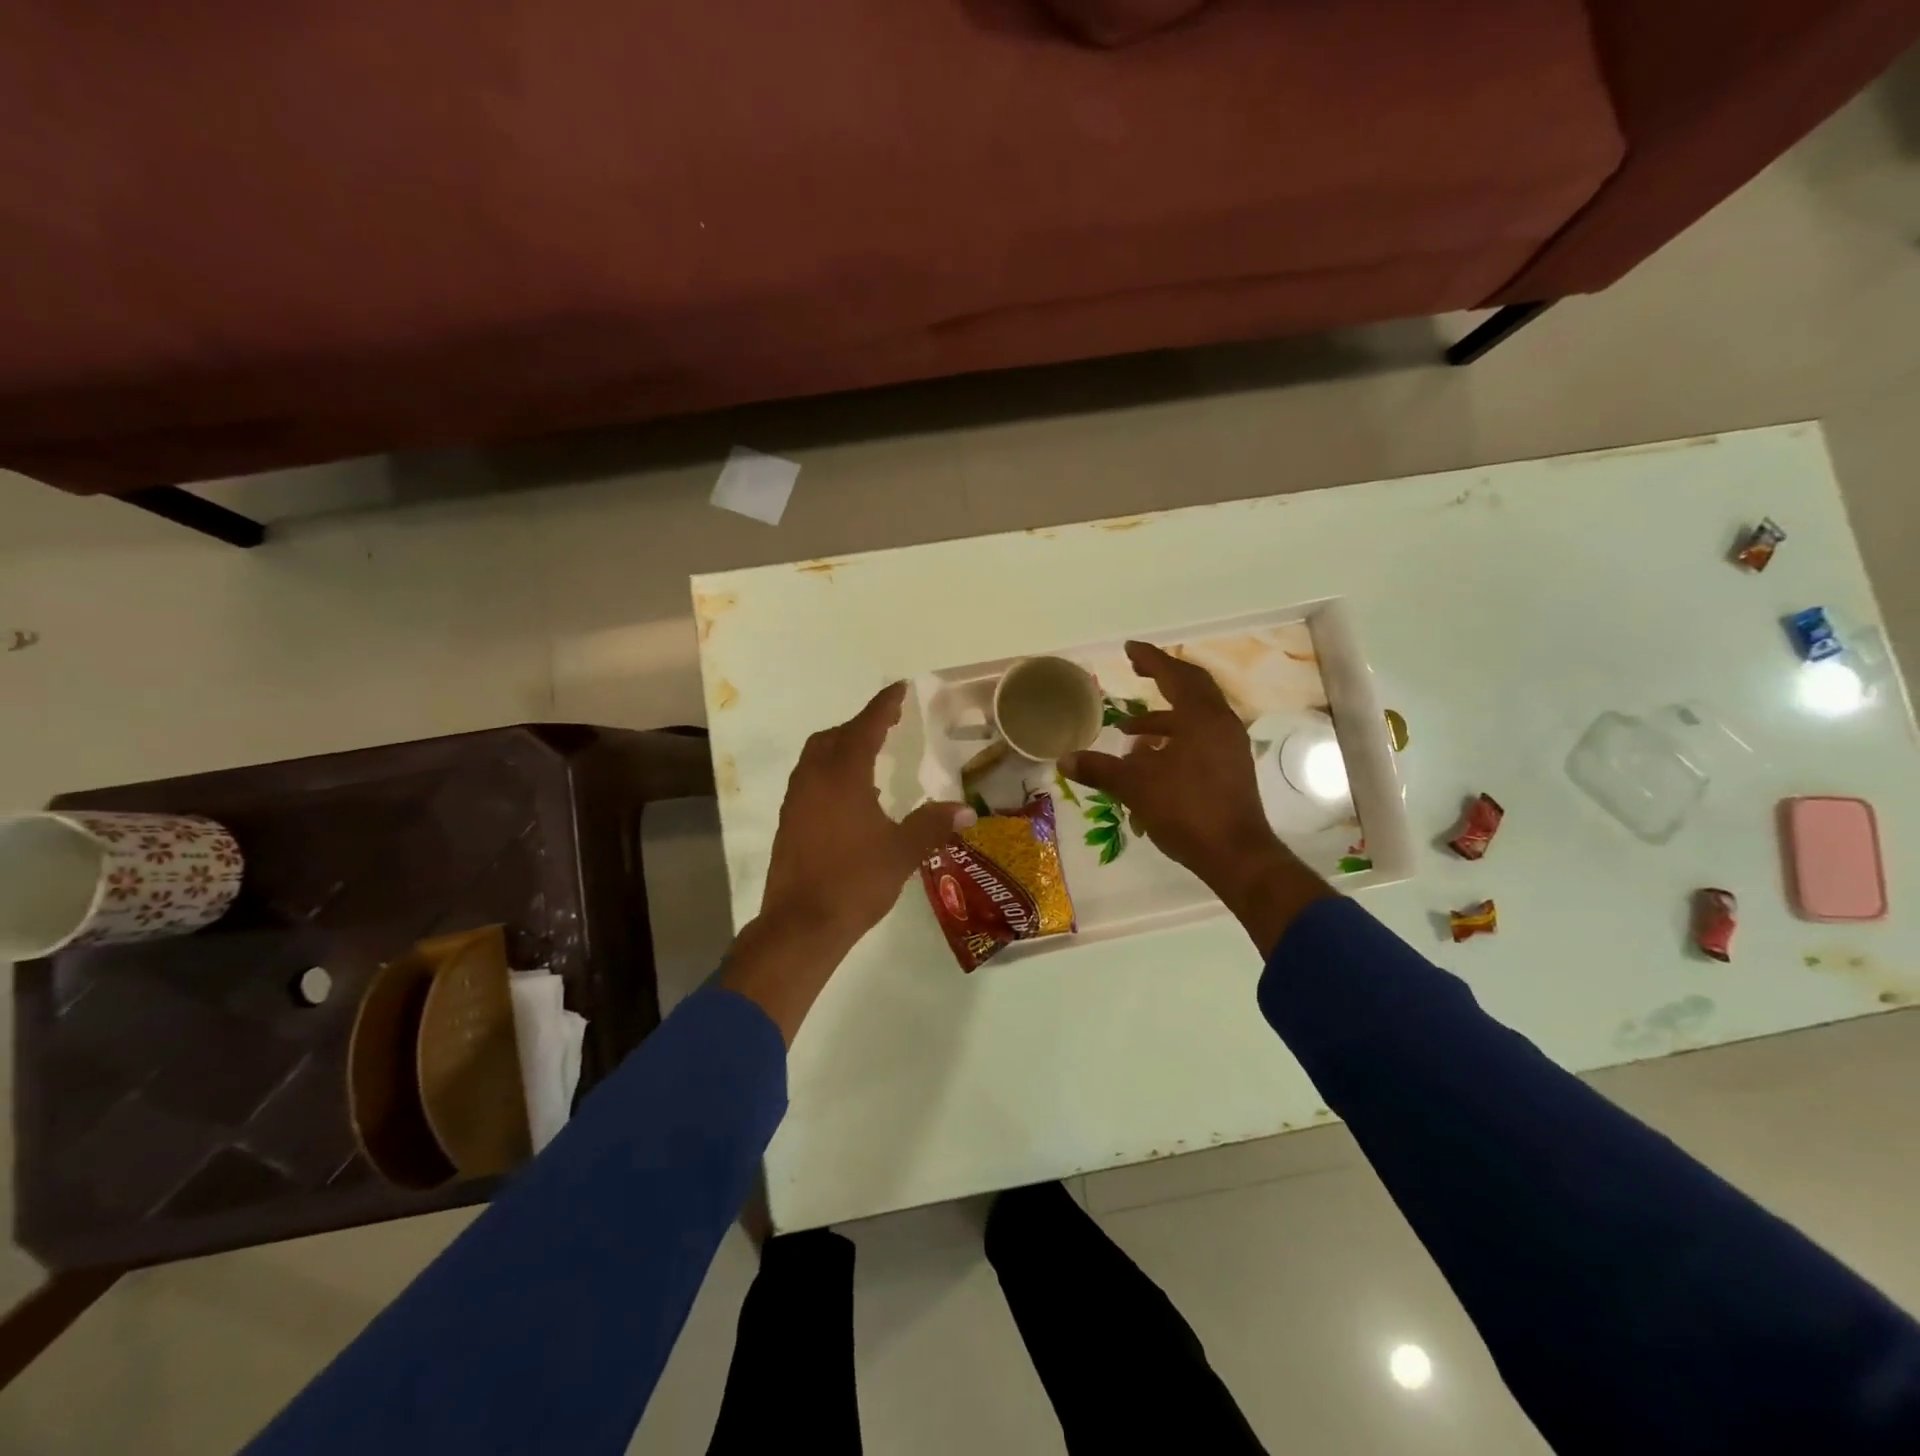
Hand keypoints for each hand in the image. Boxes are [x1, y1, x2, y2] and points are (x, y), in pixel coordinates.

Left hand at [724, 682, 973, 1041]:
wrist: (801, 925)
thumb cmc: (855, 882)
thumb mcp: (902, 852)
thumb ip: (932, 825)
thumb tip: (965, 810)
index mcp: (843, 776)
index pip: (865, 727)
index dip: (884, 706)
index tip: (899, 688)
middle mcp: (814, 779)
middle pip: (834, 737)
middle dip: (860, 725)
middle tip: (887, 725)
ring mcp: (796, 801)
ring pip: (816, 757)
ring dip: (841, 747)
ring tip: (870, 756)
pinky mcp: (788, 822)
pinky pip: (809, 780)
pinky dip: (830, 772)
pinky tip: (850, 796)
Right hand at [1060, 641, 1329, 954]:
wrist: (1236, 855)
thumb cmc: (1186, 811)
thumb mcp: (1135, 787)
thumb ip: (1100, 769)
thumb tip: (1064, 759)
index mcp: (1202, 718)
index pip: (1174, 675)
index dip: (1150, 659)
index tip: (1130, 648)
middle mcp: (1221, 724)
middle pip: (1192, 687)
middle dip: (1163, 676)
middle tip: (1137, 670)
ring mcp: (1229, 746)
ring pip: (1196, 715)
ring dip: (1163, 716)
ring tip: (1128, 731)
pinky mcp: (1230, 766)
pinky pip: (1200, 736)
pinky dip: (1175, 736)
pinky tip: (1150, 759)